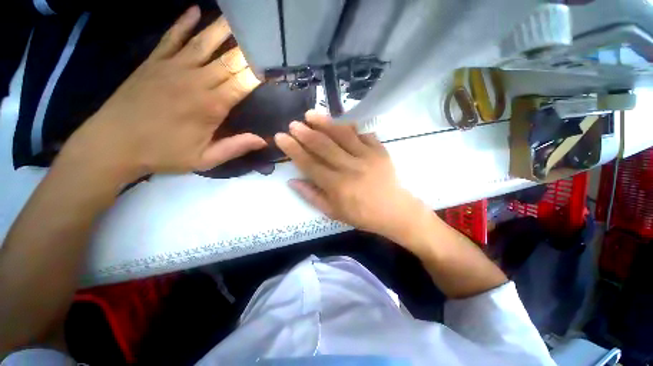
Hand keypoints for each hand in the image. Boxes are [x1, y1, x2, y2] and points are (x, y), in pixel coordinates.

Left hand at [61, 6, 265, 181]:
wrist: (113, 144)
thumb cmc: (163, 153)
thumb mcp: (205, 159)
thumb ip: (235, 147)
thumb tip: (264, 140)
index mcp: (211, 106)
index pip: (243, 83)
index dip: (258, 73)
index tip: (271, 65)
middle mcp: (196, 81)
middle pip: (228, 60)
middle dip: (248, 49)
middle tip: (262, 37)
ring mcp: (173, 67)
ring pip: (203, 42)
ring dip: (222, 29)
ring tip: (238, 18)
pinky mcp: (154, 62)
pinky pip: (172, 37)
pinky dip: (184, 22)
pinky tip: (195, 10)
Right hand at [275, 111, 428, 240]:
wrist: (394, 211)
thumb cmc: (361, 214)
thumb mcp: (333, 212)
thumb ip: (311, 196)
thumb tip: (292, 180)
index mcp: (336, 186)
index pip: (309, 163)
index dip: (293, 149)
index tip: (281, 137)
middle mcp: (350, 168)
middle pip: (323, 146)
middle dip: (305, 133)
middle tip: (293, 123)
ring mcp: (367, 157)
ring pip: (342, 135)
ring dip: (325, 123)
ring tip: (311, 114)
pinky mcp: (380, 151)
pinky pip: (363, 134)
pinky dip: (351, 127)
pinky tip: (342, 124)